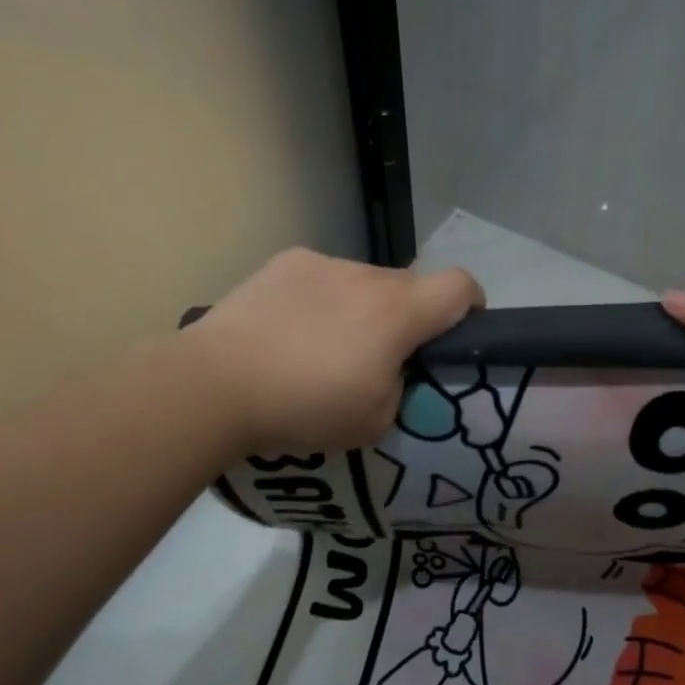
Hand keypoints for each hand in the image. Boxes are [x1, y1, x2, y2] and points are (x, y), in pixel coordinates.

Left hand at [186, 248, 483, 454]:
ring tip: (319, 349)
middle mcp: (368, 275)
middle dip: (406, 319)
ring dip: (359, 309)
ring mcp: (323, 263)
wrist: (214, 384)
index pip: (461, 286)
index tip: (454, 336)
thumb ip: (400, 388)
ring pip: (363, 283)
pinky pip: (321, 278)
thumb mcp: (374, 421)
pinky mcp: (285, 262)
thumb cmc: (304, 406)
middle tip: (375, 360)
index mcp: (399, 311)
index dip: (470, 307)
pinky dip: (319, 300)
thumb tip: (391, 369)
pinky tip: (286, 331)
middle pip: (409, 287)